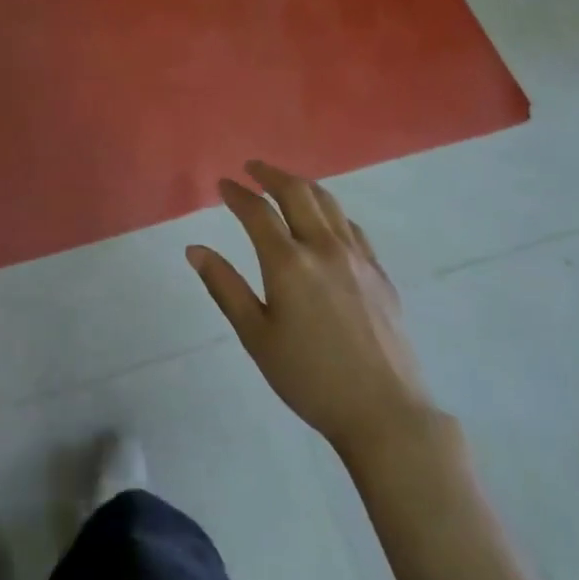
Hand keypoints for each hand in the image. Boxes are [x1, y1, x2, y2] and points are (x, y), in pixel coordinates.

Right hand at [188, 161, 433, 458]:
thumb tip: (195, 249)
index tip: (223, 184)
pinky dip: (331, 211)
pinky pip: (352, 226)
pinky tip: (326, 220)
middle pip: (297, 193)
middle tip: (253, 168)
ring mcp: (357, 257)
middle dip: (271, 175)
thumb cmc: (309, 378)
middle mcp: (323, 248)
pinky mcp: (379, 273)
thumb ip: (225, 287)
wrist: (384, 412)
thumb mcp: (256, 336)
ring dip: (303, 185)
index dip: (237, 194)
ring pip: (329, 204)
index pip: (258, 212)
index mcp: (288, 263)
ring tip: (286, 183)